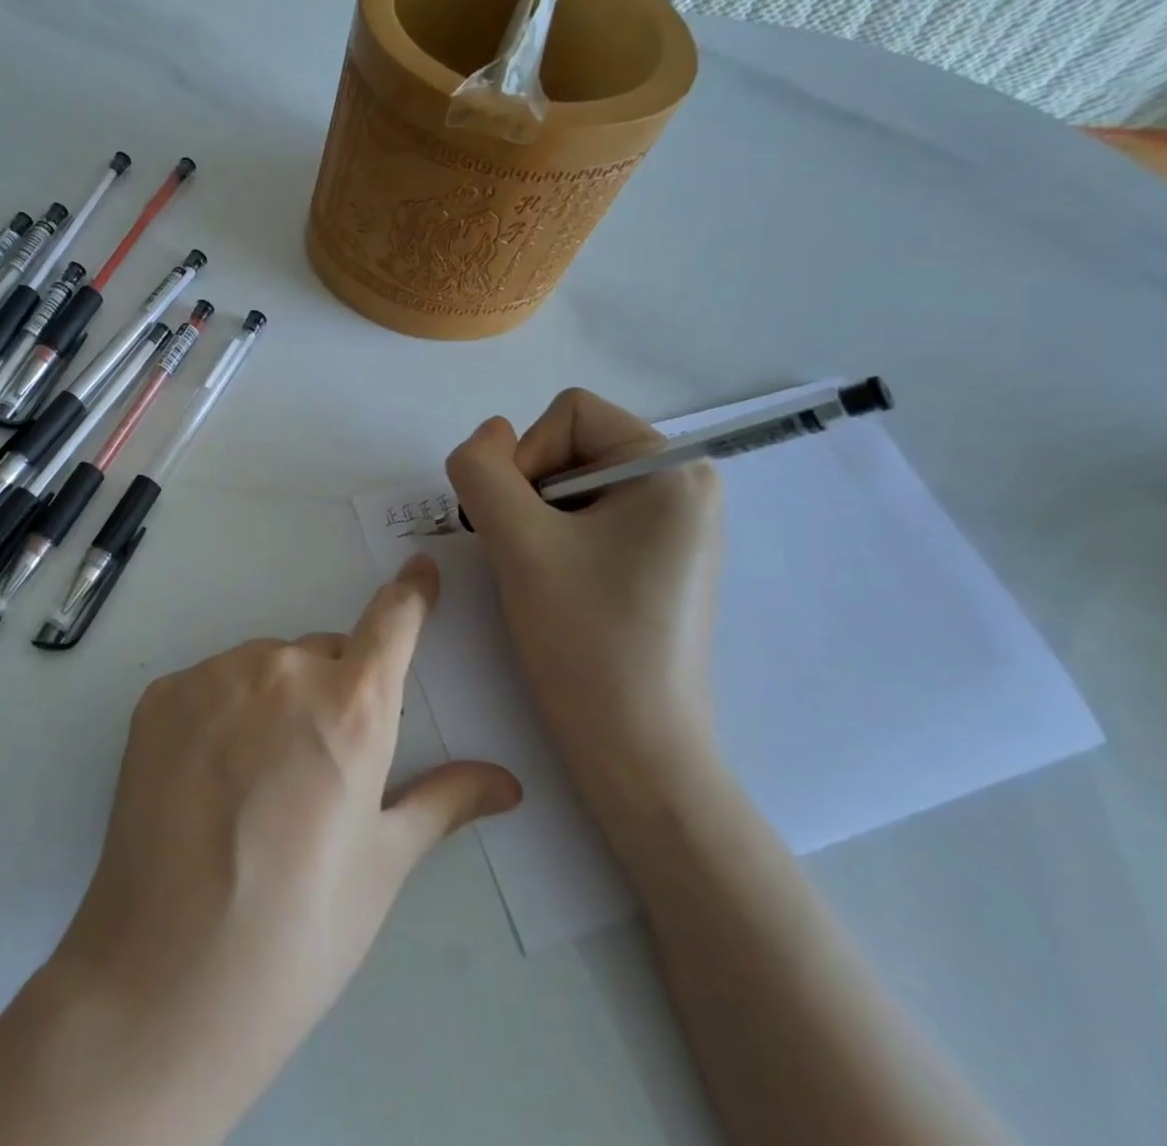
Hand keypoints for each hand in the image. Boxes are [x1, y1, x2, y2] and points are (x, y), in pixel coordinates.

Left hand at [45, 557, 521, 1132]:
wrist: (166, 974)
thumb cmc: (299, 929)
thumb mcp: (382, 866)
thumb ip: (443, 803)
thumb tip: (506, 782)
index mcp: (352, 707)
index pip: (392, 622)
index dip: (411, 594)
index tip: (420, 569)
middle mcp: (282, 671)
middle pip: (323, 655)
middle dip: (333, 691)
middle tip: (316, 770)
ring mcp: (213, 676)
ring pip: (263, 668)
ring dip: (272, 701)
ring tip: (254, 787)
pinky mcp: (160, 694)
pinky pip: (209, 685)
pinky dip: (218, 713)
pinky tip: (206, 780)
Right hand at [444, 388, 722, 802]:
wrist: (637, 752)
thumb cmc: (585, 640)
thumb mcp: (517, 542)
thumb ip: (483, 470)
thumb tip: (486, 436)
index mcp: (672, 469)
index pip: (567, 414)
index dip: (523, 459)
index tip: (520, 526)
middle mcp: (684, 487)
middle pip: (569, 447)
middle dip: (527, 494)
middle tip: (523, 556)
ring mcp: (673, 528)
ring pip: (569, 487)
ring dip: (533, 522)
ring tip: (538, 577)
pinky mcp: (657, 563)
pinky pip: (587, 521)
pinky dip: (553, 543)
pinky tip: (556, 589)